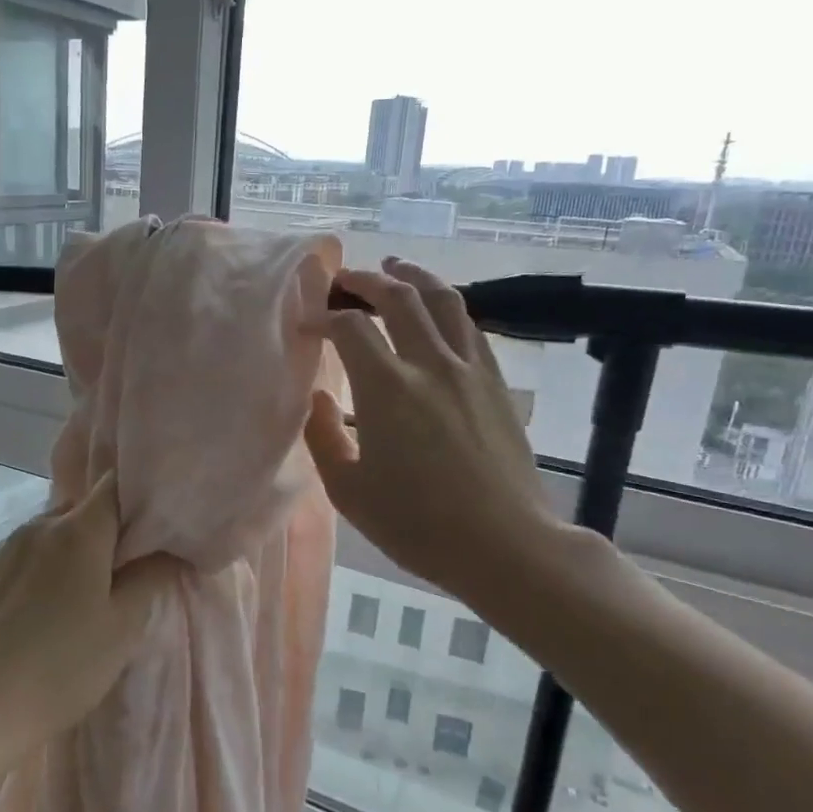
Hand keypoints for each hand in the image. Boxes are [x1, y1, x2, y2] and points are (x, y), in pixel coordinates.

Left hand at [0, 472, 178, 763]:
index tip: (152, 524)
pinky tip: (42, 609)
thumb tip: (169, 550)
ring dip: (71, 549)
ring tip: (81, 592)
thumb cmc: (63, 666)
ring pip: (50, 531)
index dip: (137, 497)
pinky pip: (23, 555)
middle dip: (106, 528)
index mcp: (78, 531)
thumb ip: (151, 578)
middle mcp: (38, 526)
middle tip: (123, 567)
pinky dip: (41, 567)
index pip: (114, 485)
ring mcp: (4, 548)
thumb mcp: (123, 627)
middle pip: (82, 508)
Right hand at [304, 258, 570, 608]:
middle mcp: (430, 363)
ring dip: (414, 276)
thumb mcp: (349, 491)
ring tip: (395, 267)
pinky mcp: (496, 382)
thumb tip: (316, 395)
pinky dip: (447, 307)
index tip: (307, 325)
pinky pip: (470, 327)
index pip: (350, 327)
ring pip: (443, 300)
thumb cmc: (417, 524)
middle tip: (345, 279)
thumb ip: (322, 436)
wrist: (504, 544)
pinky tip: (438, 312)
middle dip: (366, 280)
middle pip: (398, 296)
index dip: (323, 317)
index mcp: (387, 387)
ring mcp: (470, 369)